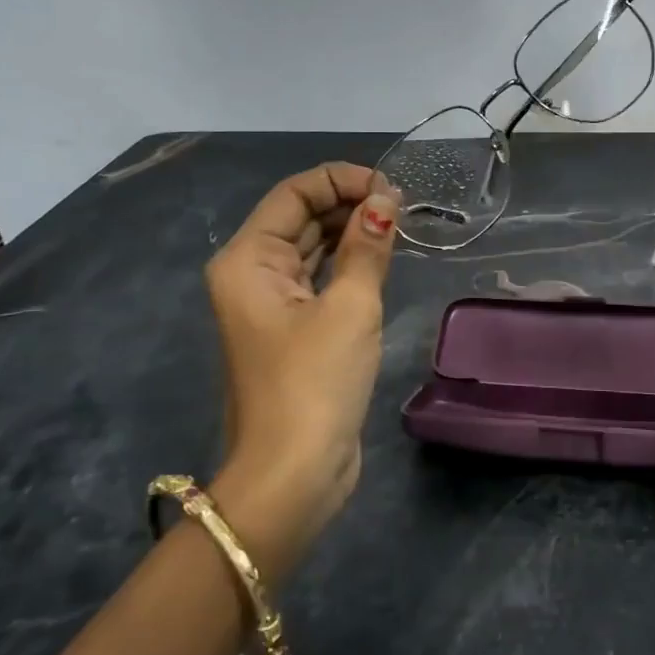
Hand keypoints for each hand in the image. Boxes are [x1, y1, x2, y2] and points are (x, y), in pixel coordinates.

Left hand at [203, 163, 398, 574]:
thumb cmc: (315, 382)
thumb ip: (367, 246)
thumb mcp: (349, 306)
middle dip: (350, 204)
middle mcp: (252, 274)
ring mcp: (271, 304)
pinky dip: (350, 265)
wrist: (294, 473)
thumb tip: (385, 200)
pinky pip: (321, 280)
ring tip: (401, 225)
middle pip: (301, 218)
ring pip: (313, 249)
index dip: (342, 181)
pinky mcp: (293, 330)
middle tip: (405, 207)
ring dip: (352, 233)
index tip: (392, 189)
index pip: (294, 194)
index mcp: (249, 259)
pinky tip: (383, 259)